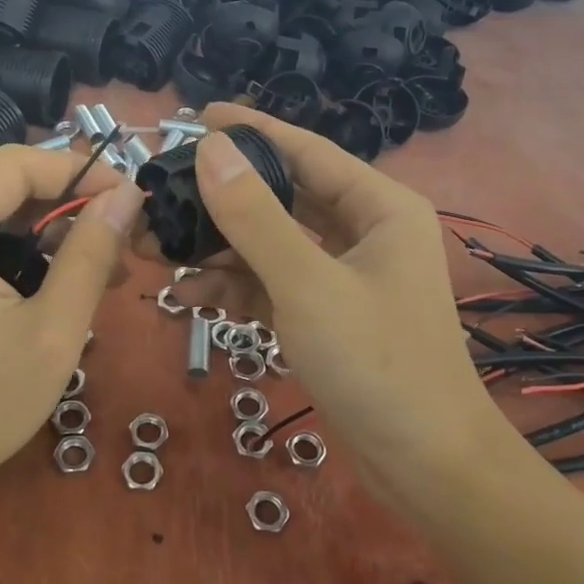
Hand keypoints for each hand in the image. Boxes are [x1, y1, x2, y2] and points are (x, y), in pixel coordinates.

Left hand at [0, 146, 141, 524]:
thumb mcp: (51, 332)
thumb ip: (91, 254)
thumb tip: (128, 195)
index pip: (15, 165)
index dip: (80, 171)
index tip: (131, 197)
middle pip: (2, 187)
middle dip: (66, 207)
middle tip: (121, 241)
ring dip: (46, 234)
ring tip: (100, 268)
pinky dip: (17, 254)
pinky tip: (55, 284)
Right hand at [174, 104, 496, 492]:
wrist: (425, 467)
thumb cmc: (377, 363)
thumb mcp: (307, 283)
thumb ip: (255, 215)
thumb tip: (211, 148)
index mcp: (378, 207)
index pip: (305, 150)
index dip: (250, 130)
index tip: (195, 115)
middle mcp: (363, 231)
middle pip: (282, 197)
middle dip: (221, 200)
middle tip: (163, 192)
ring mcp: (343, 275)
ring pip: (271, 244)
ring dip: (218, 248)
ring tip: (158, 248)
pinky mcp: (325, 314)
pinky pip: (272, 284)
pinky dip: (235, 287)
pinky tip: (188, 295)